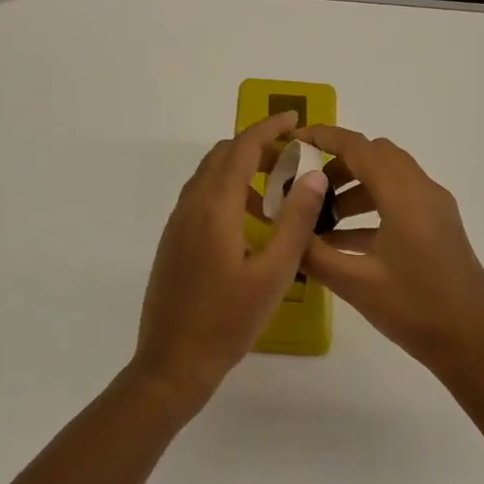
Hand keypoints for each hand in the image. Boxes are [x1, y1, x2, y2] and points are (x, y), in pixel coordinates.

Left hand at [132, 111, 330, 411]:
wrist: (172, 363)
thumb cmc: (227, 321)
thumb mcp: (273, 273)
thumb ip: (295, 221)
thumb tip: (312, 174)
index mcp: (214, 208)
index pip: (241, 148)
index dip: (268, 128)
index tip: (295, 119)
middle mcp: (190, 206)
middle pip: (222, 156)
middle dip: (256, 146)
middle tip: (293, 157)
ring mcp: (177, 224)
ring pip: (209, 177)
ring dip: (240, 169)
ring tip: (277, 191)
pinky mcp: (173, 242)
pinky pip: (201, 198)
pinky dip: (227, 191)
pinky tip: (249, 222)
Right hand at [297, 127, 483, 385]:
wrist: (474, 346)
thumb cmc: (415, 311)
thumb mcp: (356, 285)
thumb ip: (314, 254)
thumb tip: (284, 230)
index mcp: (405, 197)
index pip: (359, 148)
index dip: (324, 138)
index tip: (293, 140)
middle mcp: (424, 192)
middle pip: (376, 155)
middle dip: (338, 162)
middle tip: (306, 186)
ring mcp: (436, 209)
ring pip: (389, 177)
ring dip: (355, 187)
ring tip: (321, 218)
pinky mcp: (440, 227)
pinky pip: (400, 200)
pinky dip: (371, 207)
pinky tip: (344, 240)